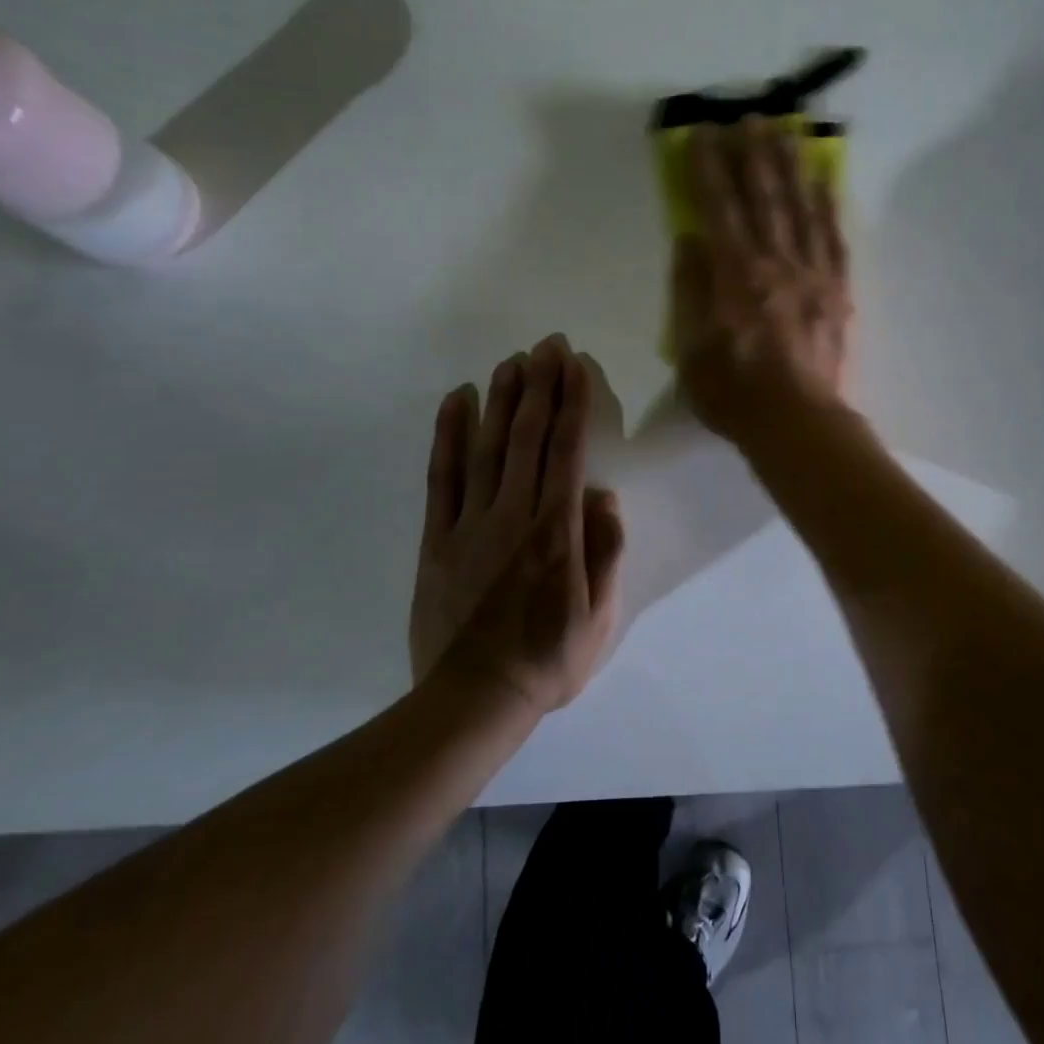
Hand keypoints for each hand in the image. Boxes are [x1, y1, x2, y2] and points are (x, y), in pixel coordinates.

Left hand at [408, 335, 624, 712]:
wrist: (474, 698)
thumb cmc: (548, 659)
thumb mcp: (600, 615)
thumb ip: (605, 550)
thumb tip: (604, 494)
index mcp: (558, 529)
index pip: (568, 450)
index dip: (573, 402)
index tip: (575, 365)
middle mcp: (515, 513)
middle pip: (529, 436)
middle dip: (541, 385)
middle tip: (547, 345)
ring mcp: (471, 522)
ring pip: (487, 447)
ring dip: (501, 399)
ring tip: (511, 361)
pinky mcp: (437, 538)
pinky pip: (442, 477)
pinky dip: (448, 435)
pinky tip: (457, 402)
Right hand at [672, 117, 853, 444]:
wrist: (799, 424)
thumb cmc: (735, 393)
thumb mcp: (690, 348)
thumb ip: (689, 290)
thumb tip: (690, 239)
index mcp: (735, 275)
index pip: (719, 208)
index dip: (709, 168)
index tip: (704, 133)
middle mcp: (776, 263)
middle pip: (764, 197)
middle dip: (754, 153)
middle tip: (751, 115)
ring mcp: (814, 275)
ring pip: (802, 208)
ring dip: (792, 166)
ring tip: (788, 130)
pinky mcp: (839, 292)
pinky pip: (835, 239)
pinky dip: (830, 206)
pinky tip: (827, 181)